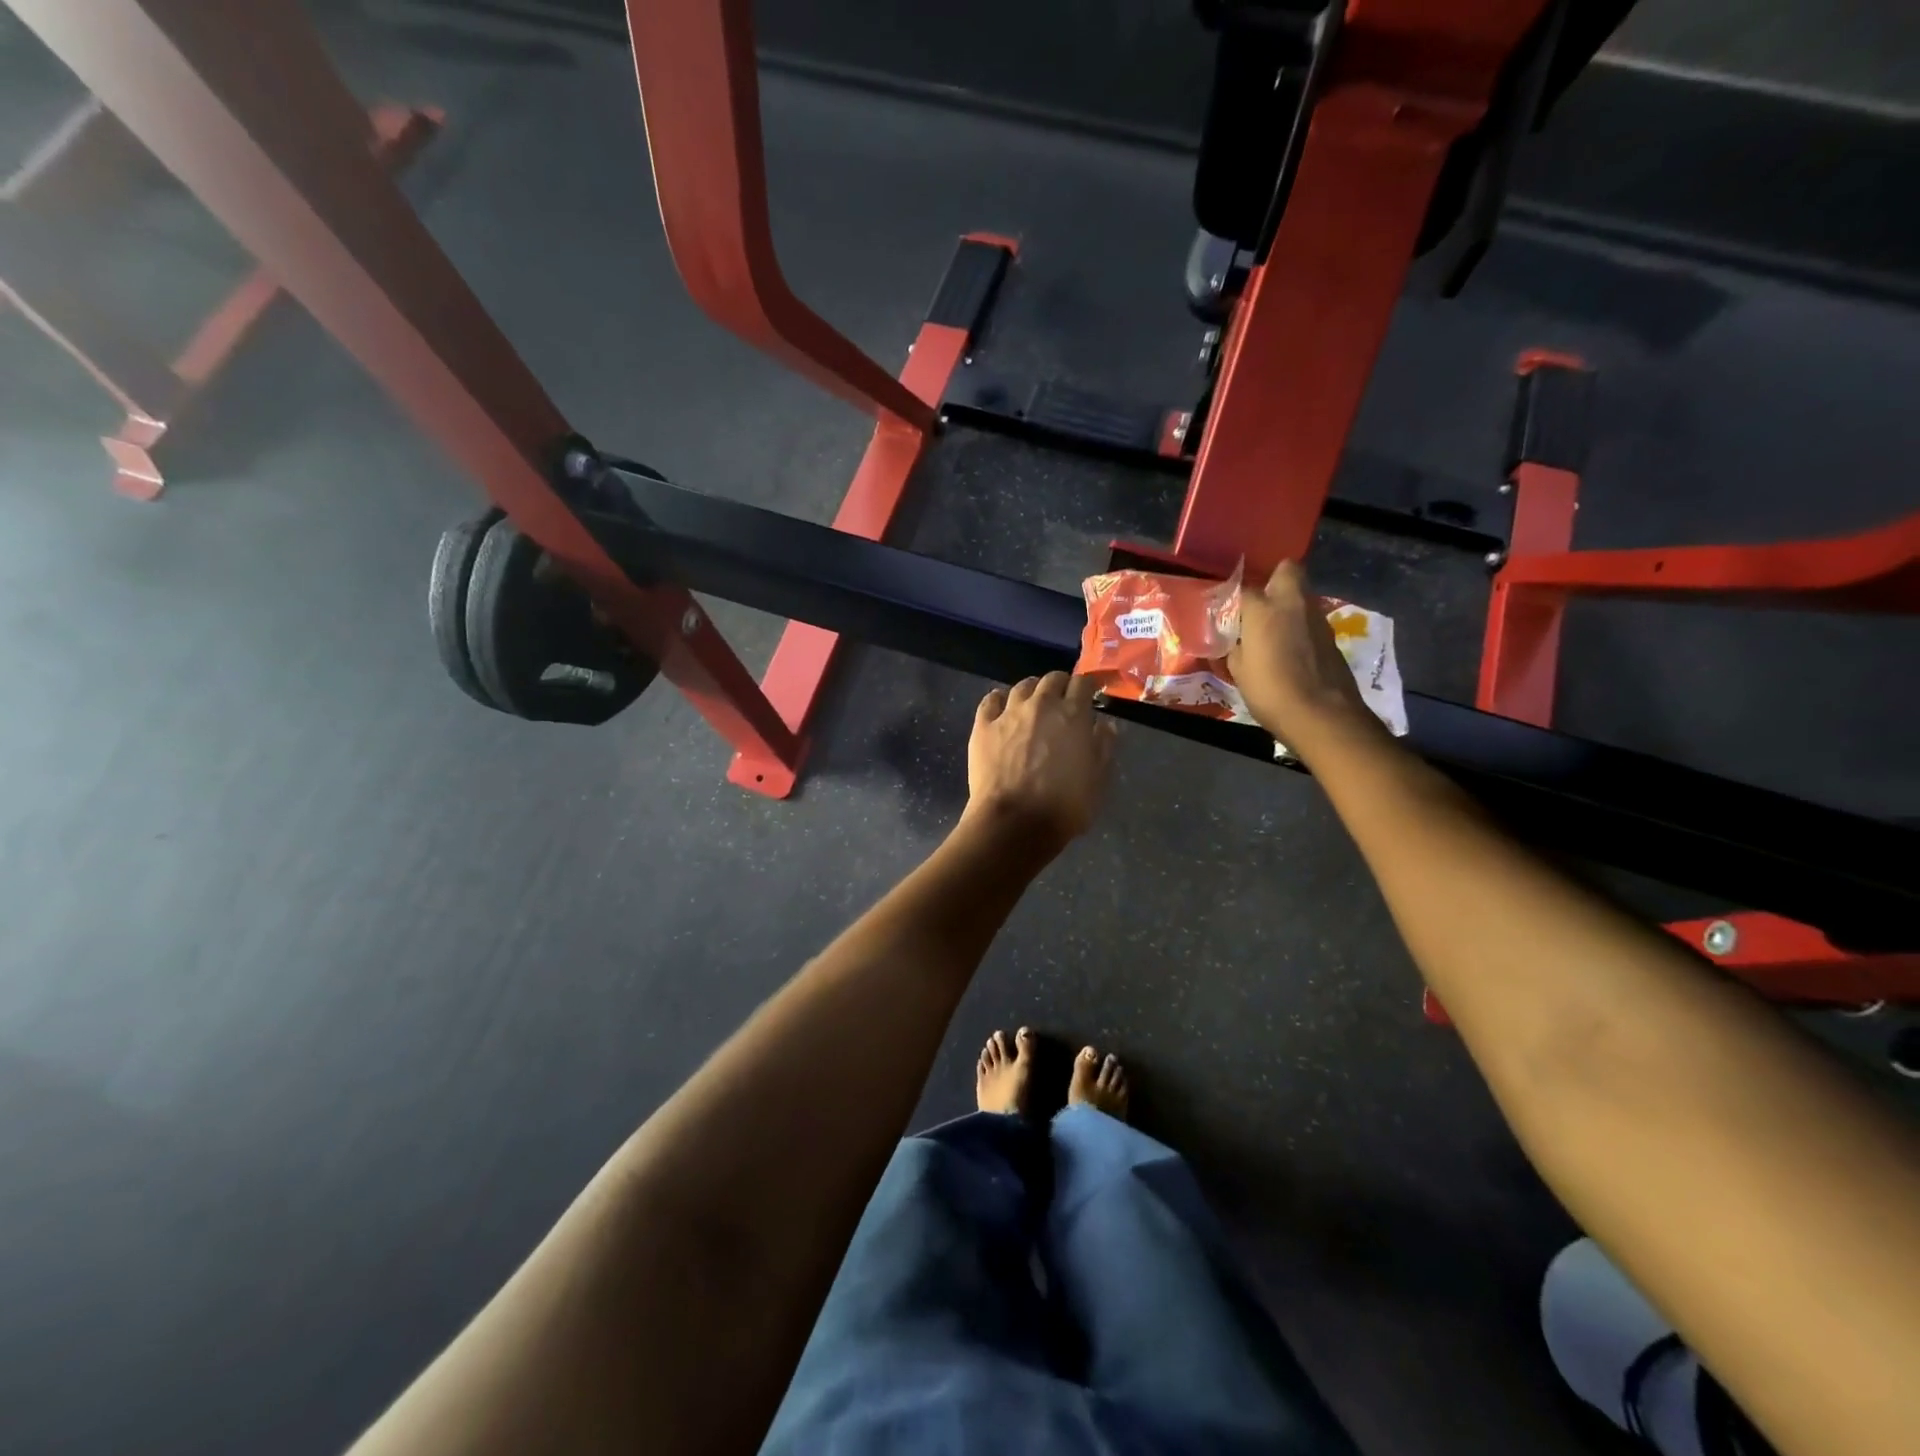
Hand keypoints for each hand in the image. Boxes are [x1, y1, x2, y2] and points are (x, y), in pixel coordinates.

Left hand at [964, 671, 1115, 854]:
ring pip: (1021, 687)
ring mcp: (1009, 713)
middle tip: (1062, 700)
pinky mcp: (983, 726)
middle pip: (1052, 679)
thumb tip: (1105, 725)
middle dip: (1060, 685)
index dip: (1087, 686)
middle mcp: (1041, 705)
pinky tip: (1001, 707)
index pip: (1083, 683)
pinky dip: (999, 700)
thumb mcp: (1098, 780)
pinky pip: (990, 700)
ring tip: (1033, 703)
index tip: (1089, 695)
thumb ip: (1104, 747)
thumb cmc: (1064, 806)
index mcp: (1073, 715)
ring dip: (1031, 690)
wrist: (1015, 822)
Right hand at [1228, 561, 1376, 754]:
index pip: (1243, 588)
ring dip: (1288, 606)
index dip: (1234, 598)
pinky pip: (1310, 620)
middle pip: (1287, 570)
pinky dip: (1300, 627)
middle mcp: (1292, 604)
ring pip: (1301, 595)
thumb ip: (1236, 647)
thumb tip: (1237, 640)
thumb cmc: (1270, 692)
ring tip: (1273, 631)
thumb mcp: (1239, 671)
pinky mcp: (1331, 636)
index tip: (1227, 611)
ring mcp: (1317, 618)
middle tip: (1259, 604)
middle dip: (1273, 579)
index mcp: (1263, 610)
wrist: (1322, 715)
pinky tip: (1291, 650)